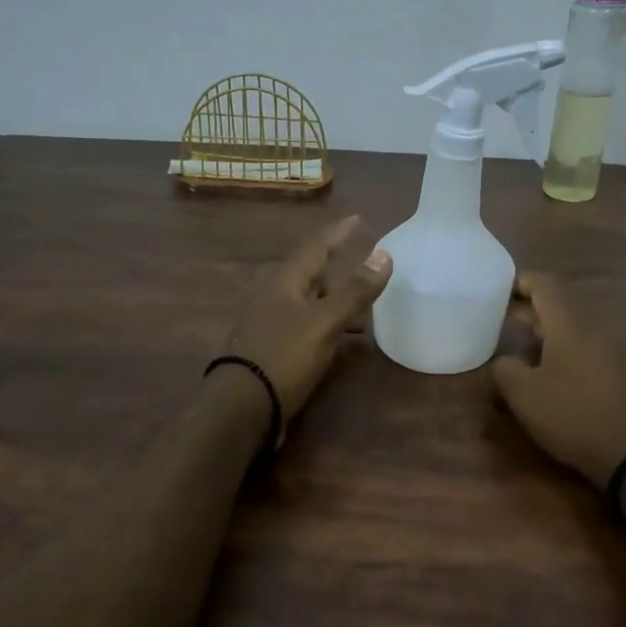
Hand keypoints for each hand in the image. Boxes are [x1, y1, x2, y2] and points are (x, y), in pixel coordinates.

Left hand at [223, 216, 392, 435]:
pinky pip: (303, 323)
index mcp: (284, 281)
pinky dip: (325, 322)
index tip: (359, 219)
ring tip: (361, 307)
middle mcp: (273, 295)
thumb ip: (354, 291)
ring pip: (308, 300)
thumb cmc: (284, 357)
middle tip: (367, 268)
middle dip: (339, 269)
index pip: (316, 246)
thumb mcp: (324, 323)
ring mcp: (268, 322)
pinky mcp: (269, 346)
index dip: (339, 232)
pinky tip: (337, 337)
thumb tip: (384, 254)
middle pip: (311, 273)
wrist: (241, 407)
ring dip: (334, 299)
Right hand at [491, 273, 625, 490]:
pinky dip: (577, 355)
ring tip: (534, 354)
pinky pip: (600, 352)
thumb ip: (505, 369)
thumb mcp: (524, 396)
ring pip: (583, 331)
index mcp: (572, 325)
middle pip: (565, 308)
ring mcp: (625, 351)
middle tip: (510, 323)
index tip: (503, 290)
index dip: (523, 282)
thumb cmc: (575, 418)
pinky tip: (568, 379)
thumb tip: (504, 359)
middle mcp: (601, 329)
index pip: (547, 285)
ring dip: (557, 336)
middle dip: (535, 312)